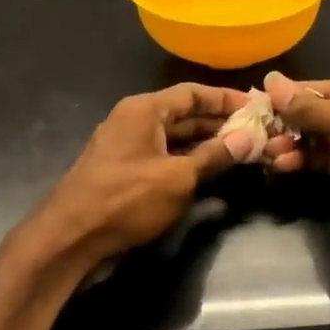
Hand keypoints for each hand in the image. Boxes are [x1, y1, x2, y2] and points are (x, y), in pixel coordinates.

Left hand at [20, 84, 255, 268]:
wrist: (72, 236)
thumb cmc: (126, 199)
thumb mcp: (178, 178)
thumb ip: (214, 156)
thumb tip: (247, 139)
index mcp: (144, 110)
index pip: (193, 93)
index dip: (226, 99)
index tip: (257, 108)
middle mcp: (134, 121)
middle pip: (184, 114)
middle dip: (219, 123)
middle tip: (256, 132)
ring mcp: (127, 147)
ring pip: (175, 138)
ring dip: (206, 145)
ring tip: (242, 152)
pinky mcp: (124, 172)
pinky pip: (163, 157)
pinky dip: (188, 162)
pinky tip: (211, 172)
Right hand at [262, 72, 329, 270]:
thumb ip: (308, 105)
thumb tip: (271, 79)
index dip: (297, 93)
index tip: (260, 97)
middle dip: (295, 123)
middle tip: (261, 130)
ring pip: (328, 138)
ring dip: (297, 144)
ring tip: (268, 152)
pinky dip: (308, 161)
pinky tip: (283, 165)